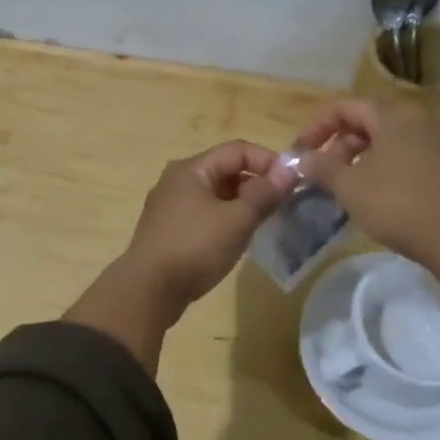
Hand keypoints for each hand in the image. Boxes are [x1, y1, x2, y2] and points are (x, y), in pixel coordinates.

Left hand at [120, 141, 296, 314]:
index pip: (237, 150)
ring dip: (242, 202)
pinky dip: (225, 218)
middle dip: (256, 182)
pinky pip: (204, 213)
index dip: (268, 161)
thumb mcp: (236, 220)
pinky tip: (237, 237)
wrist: (148, 290)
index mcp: (192, 168)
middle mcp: (177, 180)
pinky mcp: (168, 229)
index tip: (291, 182)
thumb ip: (264, 193)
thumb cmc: (195, 247)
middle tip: (282, 203)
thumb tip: (287, 172)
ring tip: (264, 221)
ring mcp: (169, 205)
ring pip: (215, 193)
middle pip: (225, 169)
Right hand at [291, 98, 439, 264]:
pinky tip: (376, 196)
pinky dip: (383, 168)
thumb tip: (301, 158)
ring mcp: (436, 143)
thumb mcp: (349, 187)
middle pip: (367, 122)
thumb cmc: (397, 204)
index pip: (345, 107)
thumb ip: (321, 167)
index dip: (317, 127)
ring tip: (345, 187)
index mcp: (392, 116)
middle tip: (322, 174)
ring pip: (387, 141)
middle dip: (338, 145)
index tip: (301, 152)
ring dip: (360, 159)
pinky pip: (406, 157)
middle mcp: (417, 120)